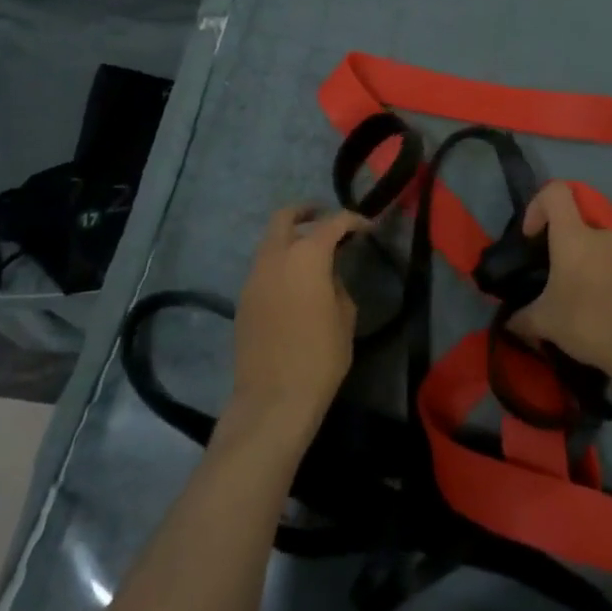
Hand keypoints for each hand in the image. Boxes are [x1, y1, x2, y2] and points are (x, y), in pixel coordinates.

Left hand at [229, 204, 368, 436]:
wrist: (273, 398)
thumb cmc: (320, 357)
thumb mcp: (345, 318)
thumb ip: (338, 285)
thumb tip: (328, 276)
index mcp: (306, 257)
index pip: (332, 223)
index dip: (353, 220)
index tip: (367, 227)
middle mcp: (274, 257)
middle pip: (285, 217)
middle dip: (307, 212)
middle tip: (327, 219)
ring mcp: (254, 277)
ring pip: (270, 242)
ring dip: (290, 238)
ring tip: (313, 255)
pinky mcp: (243, 299)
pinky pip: (263, 267)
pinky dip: (280, 262)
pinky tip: (296, 283)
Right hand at [511, 182, 611, 382]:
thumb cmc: (588, 322)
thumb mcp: (544, 322)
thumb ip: (521, 317)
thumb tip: (508, 322)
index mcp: (574, 235)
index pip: (555, 191)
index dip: (538, 205)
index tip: (532, 236)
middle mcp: (602, 235)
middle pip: (576, 224)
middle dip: (561, 246)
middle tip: (552, 276)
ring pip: (598, 248)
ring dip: (584, 265)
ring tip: (577, 299)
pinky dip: (605, 280)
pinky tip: (601, 311)